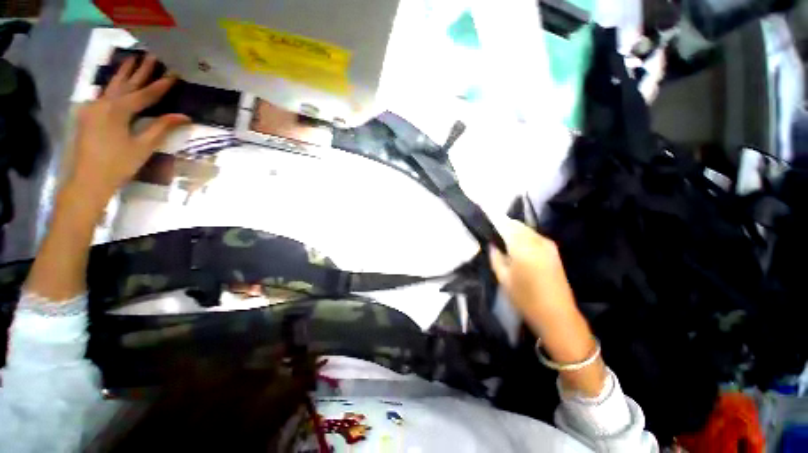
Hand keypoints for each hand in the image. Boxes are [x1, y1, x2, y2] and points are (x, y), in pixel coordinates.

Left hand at [67, 54, 188, 204]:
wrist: (87, 181)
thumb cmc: (118, 165)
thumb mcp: (143, 147)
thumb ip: (161, 127)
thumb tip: (184, 116)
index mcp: (118, 110)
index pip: (145, 94)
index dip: (161, 85)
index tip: (174, 73)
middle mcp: (103, 103)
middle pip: (126, 84)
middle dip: (140, 70)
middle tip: (152, 56)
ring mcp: (92, 108)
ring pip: (112, 86)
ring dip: (124, 73)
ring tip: (133, 59)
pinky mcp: (88, 115)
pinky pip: (103, 95)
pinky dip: (113, 86)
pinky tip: (117, 83)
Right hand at [489, 218, 577, 334]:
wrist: (557, 315)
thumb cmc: (525, 298)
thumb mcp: (503, 278)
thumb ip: (495, 257)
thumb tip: (492, 243)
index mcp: (523, 247)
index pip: (505, 226)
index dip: (494, 224)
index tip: (486, 228)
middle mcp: (537, 241)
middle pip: (517, 225)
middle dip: (504, 227)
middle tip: (494, 237)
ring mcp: (548, 245)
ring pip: (526, 229)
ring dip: (515, 232)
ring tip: (504, 243)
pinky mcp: (554, 251)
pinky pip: (535, 236)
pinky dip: (524, 237)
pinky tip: (519, 249)